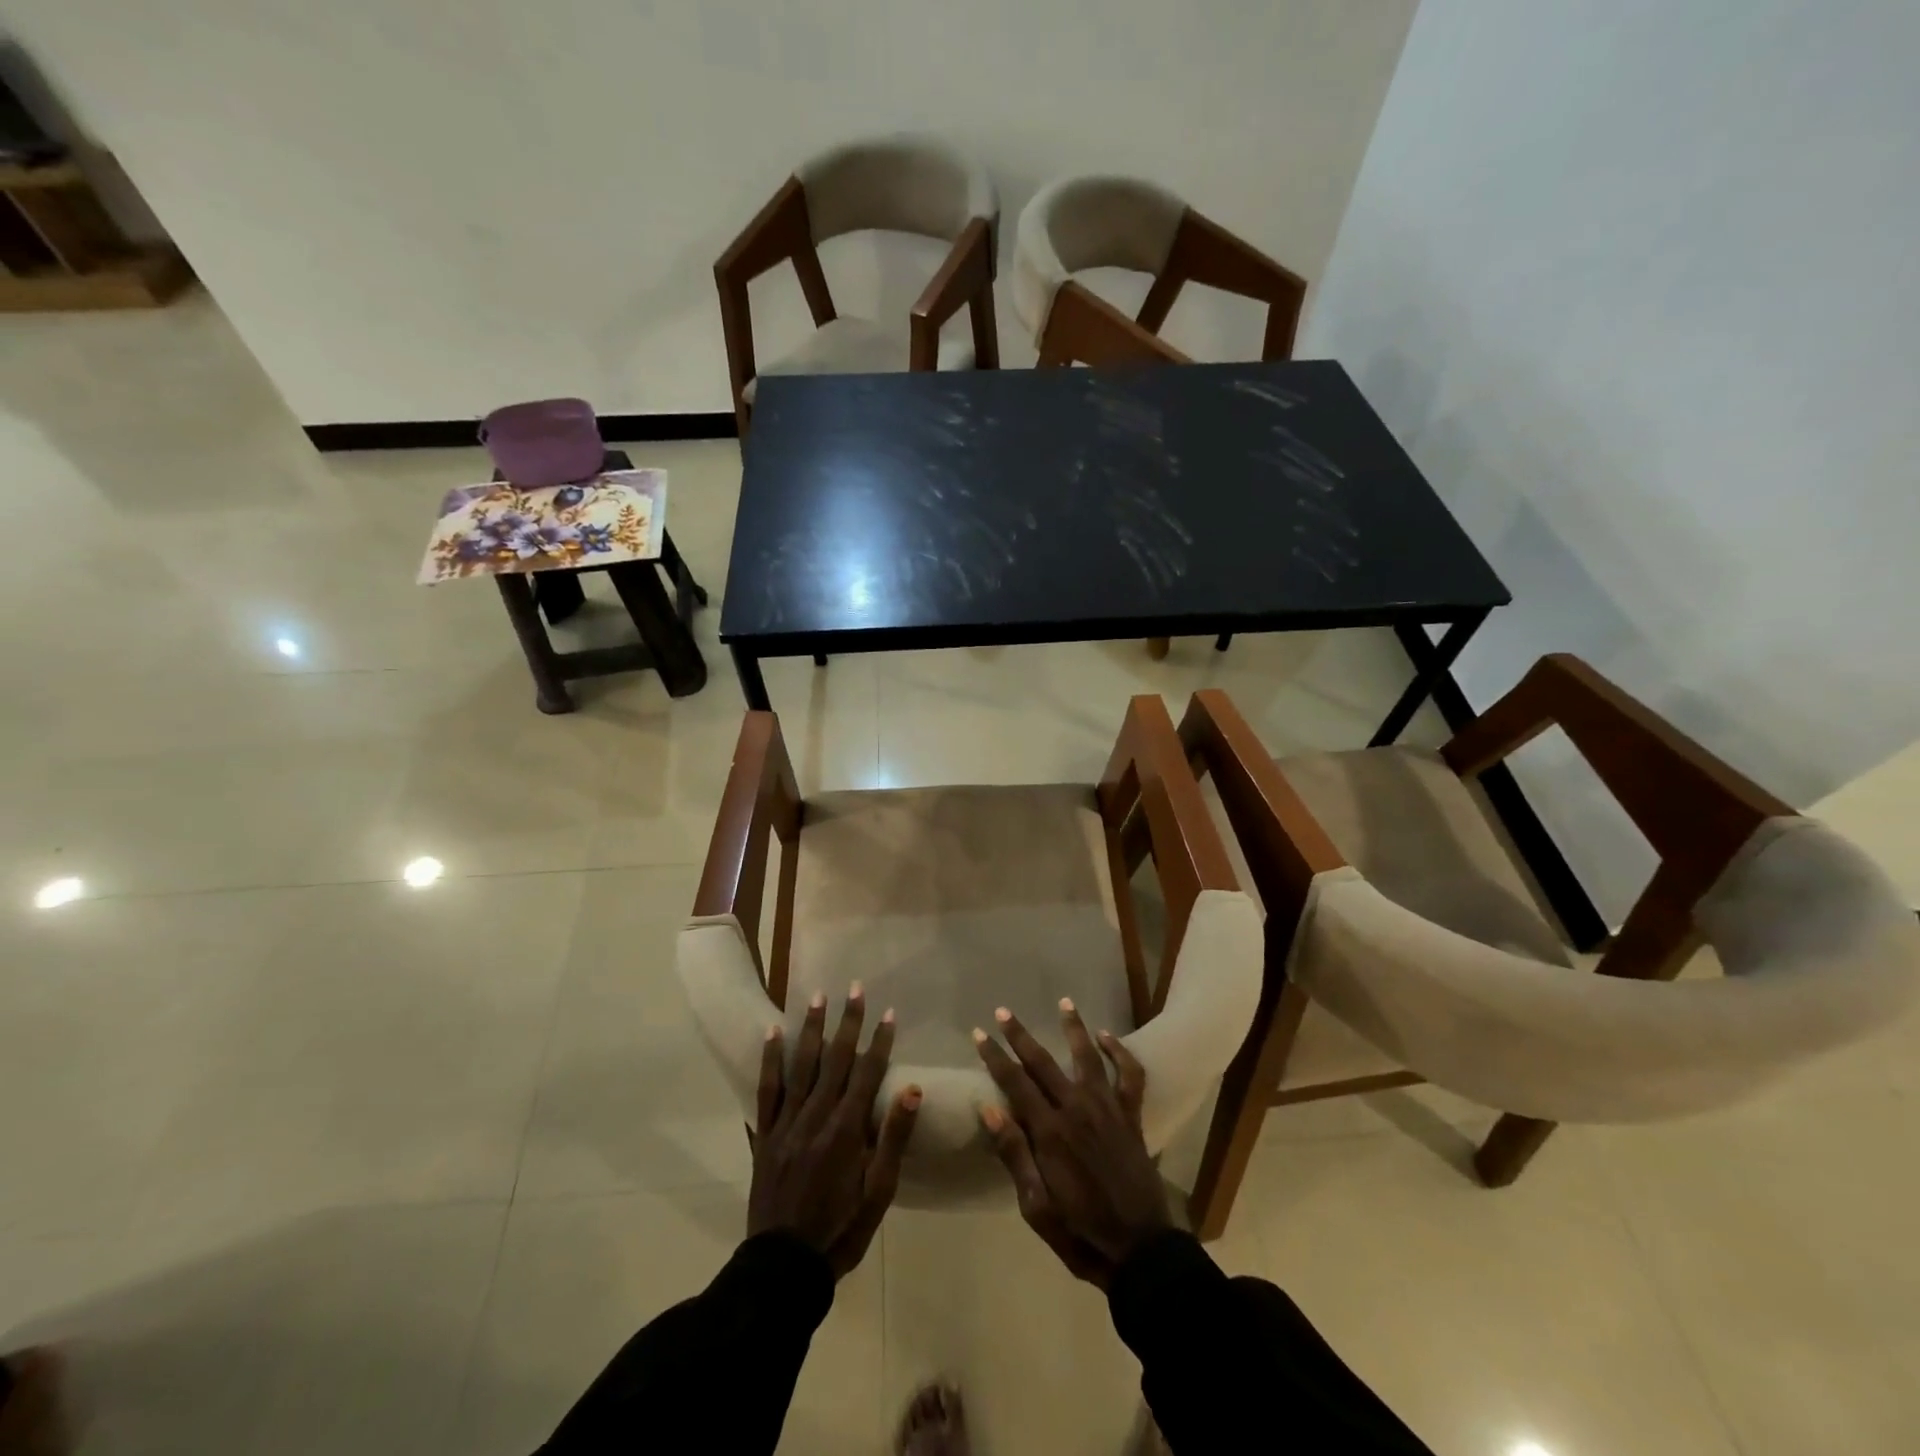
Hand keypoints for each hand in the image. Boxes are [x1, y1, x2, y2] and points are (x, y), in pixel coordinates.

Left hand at [748, 985, 921, 1278]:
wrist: (784, 1266)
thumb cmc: (841, 1229)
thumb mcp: (879, 1191)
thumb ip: (893, 1137)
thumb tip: (912, 1089)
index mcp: (847, 1130)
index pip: (868, 1074)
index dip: (880, 1041)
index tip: (889, 1012)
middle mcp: (816, 1116)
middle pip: (835, 1060)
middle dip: (847, 1022)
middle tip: (854, 987)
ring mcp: (787, 1123)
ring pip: (801, 1066)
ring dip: (811, 1028)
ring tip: (817, 997)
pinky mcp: (765, 1134)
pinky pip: (767, 1090)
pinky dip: (769, 1059)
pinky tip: (772, 1033)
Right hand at [974, 999, 1170, 1288]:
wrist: (1140, 1250)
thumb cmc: (1080, 1233)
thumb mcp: (1036, 1206)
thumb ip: (1014, 1154)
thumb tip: (988, 1109)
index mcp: (1050, 1132)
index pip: (1015, 1083)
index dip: (995, 1057)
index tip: (979, 1034)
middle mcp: (1077, 1109)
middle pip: (1044, 1062)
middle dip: (1021, 1035)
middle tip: (1004, 1011)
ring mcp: (1108, 1109)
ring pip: (1088, 1057)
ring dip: (1074, 1027)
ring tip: (1064, 1002)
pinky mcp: (1131, 1116)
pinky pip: (1129, 1076)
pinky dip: (1120, 1053)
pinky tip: (1107, 1037)